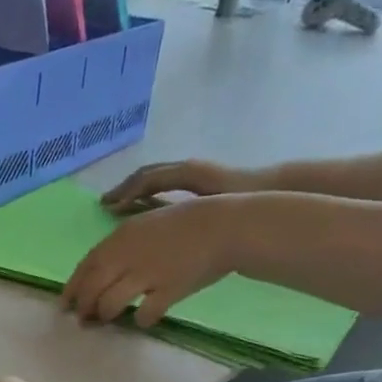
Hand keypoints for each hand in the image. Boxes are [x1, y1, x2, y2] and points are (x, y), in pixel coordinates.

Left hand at [63, 189, 248, 326]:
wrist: (224, 226)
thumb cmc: (184, 224)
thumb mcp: (144, 224)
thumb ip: (120, 246)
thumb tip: (99, 270)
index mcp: (119, 238)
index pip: (85, 268)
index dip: (72, 289)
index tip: (64, 304)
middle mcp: (127, 256)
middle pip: (92, 289)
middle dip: (83, 308)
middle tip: (82, 320)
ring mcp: (147, 274)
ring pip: (110, 304)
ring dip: (105, 315)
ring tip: (109, 319)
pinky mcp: (169, 290)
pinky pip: (145, 314)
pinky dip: (140, 320)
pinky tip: (142, 320)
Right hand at [99, 158, 263, 214]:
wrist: (276, 191)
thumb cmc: (241, 197)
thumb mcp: (205, 202)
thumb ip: (171, 206)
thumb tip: (140, 212)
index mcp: (185, 172)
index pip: (146, 179)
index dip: (125, 191)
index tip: (107, 206)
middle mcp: (185, 169)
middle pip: (146, 176)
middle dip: (124, 189)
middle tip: (105, 205)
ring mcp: (192, 175)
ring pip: (155, 180)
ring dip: (135, 191)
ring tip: (118, 208)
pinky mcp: (198, 184)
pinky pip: (165, 187)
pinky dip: (149, 196)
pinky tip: (143, 212)